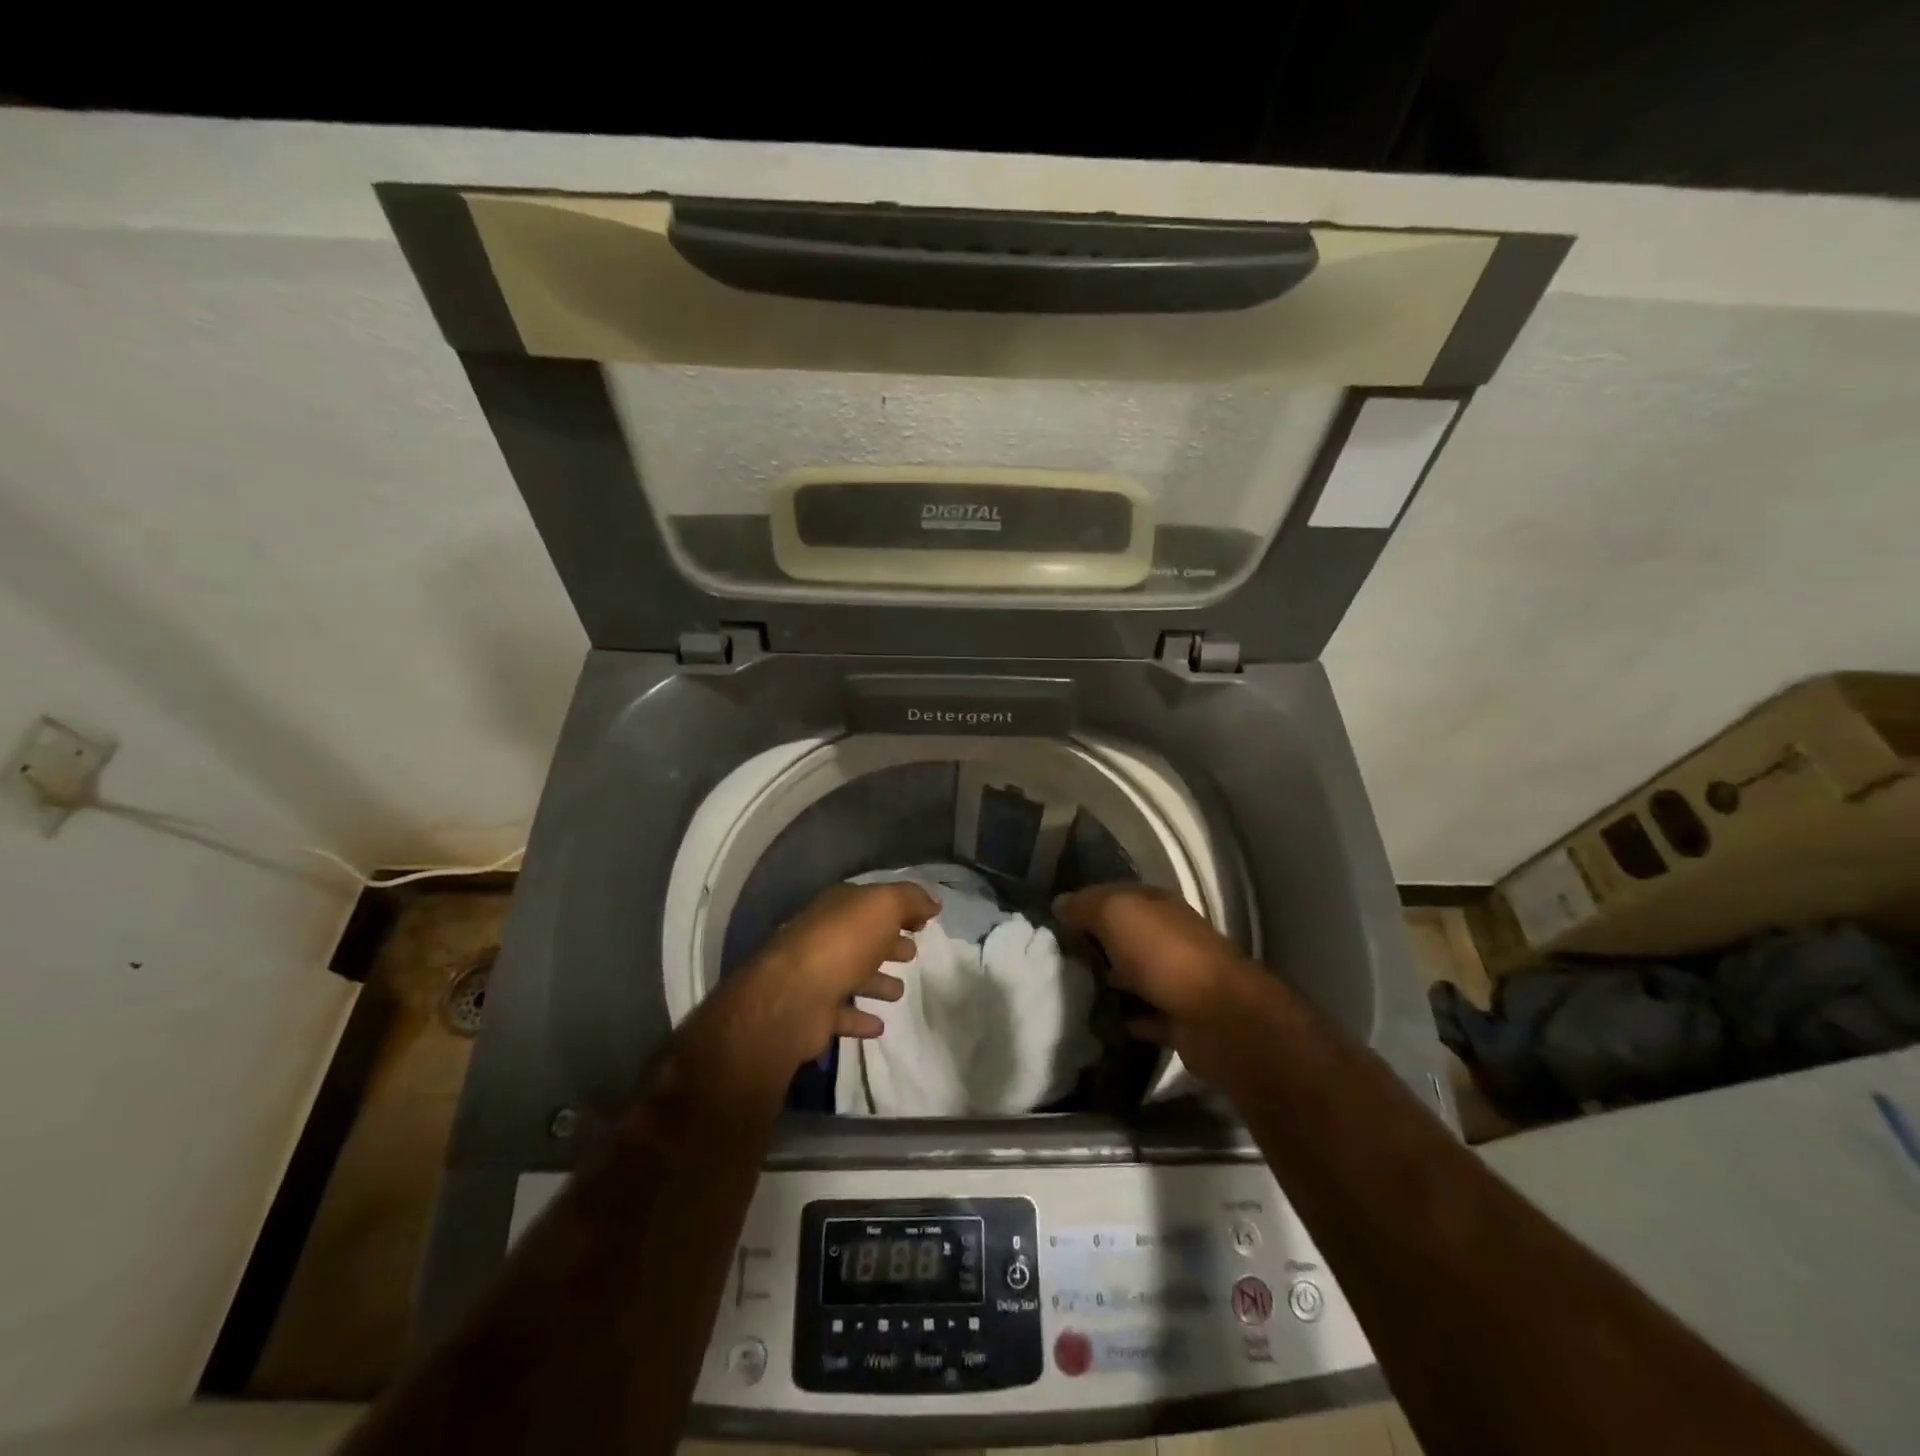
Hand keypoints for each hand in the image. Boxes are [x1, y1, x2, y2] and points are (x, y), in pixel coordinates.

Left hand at [689, 882, 939, 1090]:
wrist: (793, 996)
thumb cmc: (843, 942)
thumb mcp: (883, 905)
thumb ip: (910, 899)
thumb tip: (933, 901)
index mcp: (839, 907)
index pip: (872, 902)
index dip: (900, 908)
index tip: (925, 922)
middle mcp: (825, 938)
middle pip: (862, 938)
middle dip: (887, 943)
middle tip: (912, 953)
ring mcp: (817, 977)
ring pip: (853, 976)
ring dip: (876, 982)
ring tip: (899, 991)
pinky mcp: (815, 1014)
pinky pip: (843, 1014)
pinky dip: (860, 1019)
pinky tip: (879, 1025)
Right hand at [1053, 883, 1274, 1085]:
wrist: (1218, 1016)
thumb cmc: (1163, 953)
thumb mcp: (1116, 913)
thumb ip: (1086, 905)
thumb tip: (1060, 904)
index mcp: (1157, 905)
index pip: (1117, 895)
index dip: (1087, 903)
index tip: (1055, 920)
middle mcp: (1170, 936)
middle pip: (1126, 935)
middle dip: (1096, 942)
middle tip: (1057, 956)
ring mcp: (1178, 978)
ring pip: (1135, 974)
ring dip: (1111, 981)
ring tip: (1071, 989)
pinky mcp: (1180, 1019)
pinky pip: (1145, 1015)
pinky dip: (1126, 1018)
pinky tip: (1099, 1022)